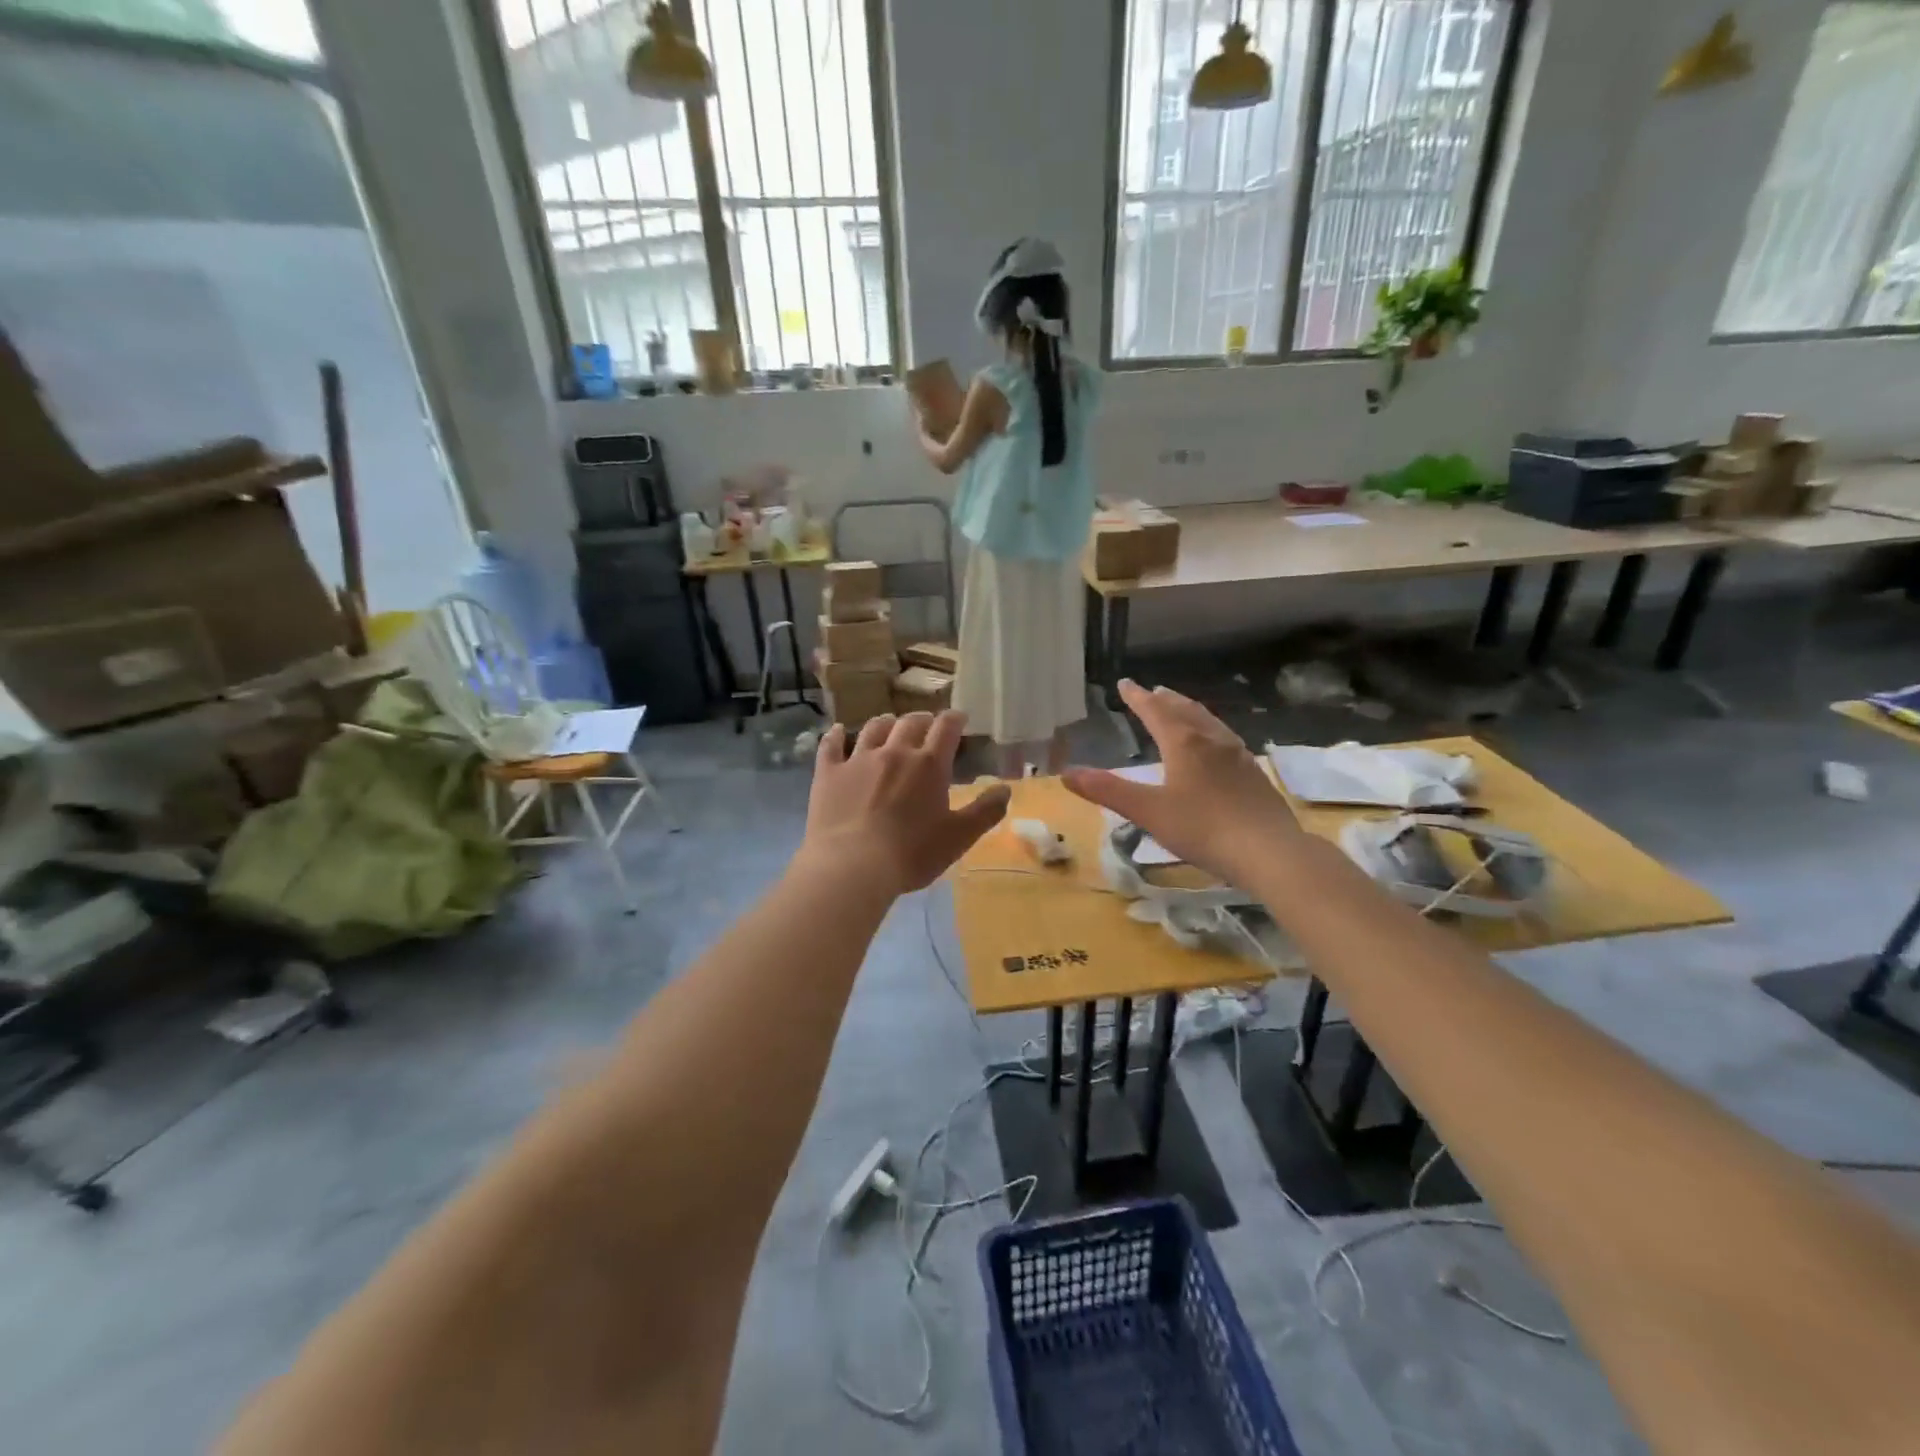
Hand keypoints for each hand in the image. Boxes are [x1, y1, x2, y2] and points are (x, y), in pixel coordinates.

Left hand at [802, 711, 1009, 895]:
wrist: (852, 866)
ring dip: (885, 722)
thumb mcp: (959, 837)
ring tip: (889, 722)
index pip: (946, 729)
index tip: (959, 717)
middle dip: (922, 719)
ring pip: (874, 728)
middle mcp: (894, 752)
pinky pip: (831, 745)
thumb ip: (985, 811)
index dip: (954, 719)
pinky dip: (836, 735)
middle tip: (926, 723)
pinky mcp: (828, 773)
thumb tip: (1006, 788)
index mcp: (929, 764)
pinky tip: (838, 731)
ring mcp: (858, 759)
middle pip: (910, 723)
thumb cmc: (912, 853)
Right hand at [1063, 680, 1299, 884]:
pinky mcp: (1254, 774)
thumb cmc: (1203, 828)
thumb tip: (1066, 773)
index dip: (1138, 697)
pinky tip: (1215, 747)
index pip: (1156, 711)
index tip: (1125, 683)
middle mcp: (1212, 741)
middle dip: (1166, 700)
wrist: (1269, 851)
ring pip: (1209, 722)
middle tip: (1153, 690)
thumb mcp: (1148, 811)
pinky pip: (1225, 739)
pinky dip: (1210, 731)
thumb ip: (1108, 791)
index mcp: (1184, 743)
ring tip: (1181, 708)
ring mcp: (1238, 755)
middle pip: (1185, 710)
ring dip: (1190, 711)